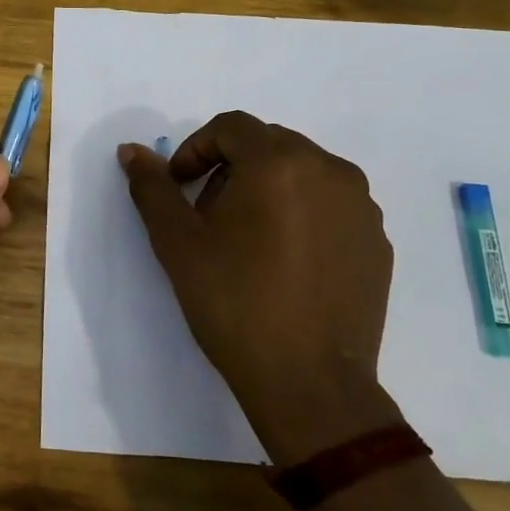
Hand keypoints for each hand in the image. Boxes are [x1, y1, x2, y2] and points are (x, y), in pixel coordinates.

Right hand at [119, 111, 399, 462]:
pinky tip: (284, 262)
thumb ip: (153, 188)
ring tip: (246, 240)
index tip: (179, 187)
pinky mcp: (377, 241)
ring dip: (267, 189)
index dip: (196, 149)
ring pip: (303, 173)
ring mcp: (361, 207)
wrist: (309, 383)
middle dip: (231, 168)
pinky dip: (302, 214)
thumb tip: (131, 150)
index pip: (231, 127)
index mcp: (280, 162)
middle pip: (269, 145)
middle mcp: (330, 170)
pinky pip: (331, 205)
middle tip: (208, 215)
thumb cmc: (234, 303)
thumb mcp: (177, 243)